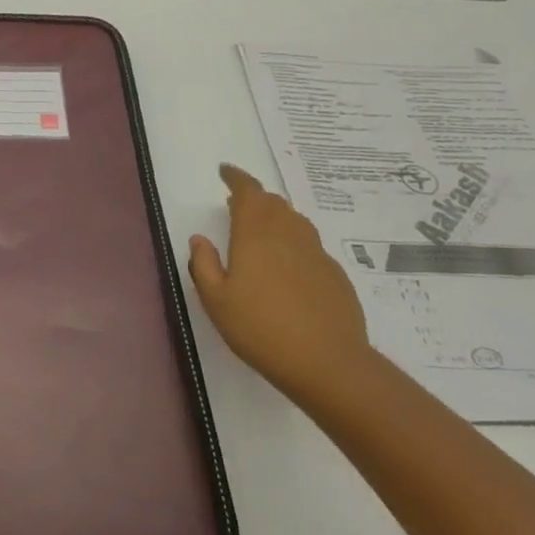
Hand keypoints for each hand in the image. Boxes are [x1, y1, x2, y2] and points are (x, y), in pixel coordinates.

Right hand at [188, 163, 372, 399]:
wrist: (327, 362)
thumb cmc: (260, 329)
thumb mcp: (216, 301)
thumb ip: (204, 265)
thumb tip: (199, 239)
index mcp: (256, 234)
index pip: (248, 191)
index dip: (236, 178)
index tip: (225, 171)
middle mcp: (289, 234)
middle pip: (273, 203)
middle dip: (255, 198)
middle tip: (237, 204)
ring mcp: (316, 253)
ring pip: (295, 222)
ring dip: (276, 217)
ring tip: (261, 232)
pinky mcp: (334, 274)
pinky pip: (309, 246)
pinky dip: (293, 244)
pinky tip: (287, 268)